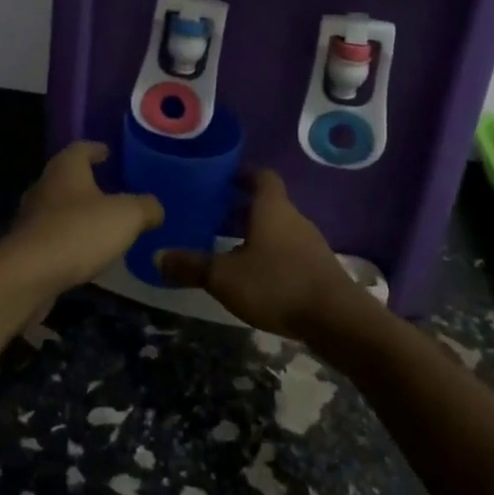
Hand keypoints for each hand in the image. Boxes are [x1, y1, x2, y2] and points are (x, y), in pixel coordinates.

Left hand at [0, 142, 163, 313]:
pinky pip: (53, 235)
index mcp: (66, 168)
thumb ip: (145, 207)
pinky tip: (85, 252)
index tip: (108, 153)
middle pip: (67, 177)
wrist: (28, 276)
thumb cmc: (79, 232)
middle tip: (111, 189)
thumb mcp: (127, 216)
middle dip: (87, 182)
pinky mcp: (26, 247)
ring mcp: (31, 217)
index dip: (96, 149)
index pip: (81, 148)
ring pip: (58, 207)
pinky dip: (69, 238)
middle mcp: (44, 186)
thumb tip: (155, 208)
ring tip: (102, 223)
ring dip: (77, 213)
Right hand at [155, 169, 359, 341]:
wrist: (337, 320)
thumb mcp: (224, 277)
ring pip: (278, 228)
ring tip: (228, 246)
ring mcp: (309, 243)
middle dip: (241, 207)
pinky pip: (288, 250)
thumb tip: (156, 256)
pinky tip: (254, 275)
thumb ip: (191, 266)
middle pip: (267, 203)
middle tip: (213, 215)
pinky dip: (270, 254)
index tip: (222, 180)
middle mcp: (293, 218)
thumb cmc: (277, 284)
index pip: (261, 176)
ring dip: (255, 232)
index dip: (243, 174)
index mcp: (271, 207)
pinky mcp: (318, 268)